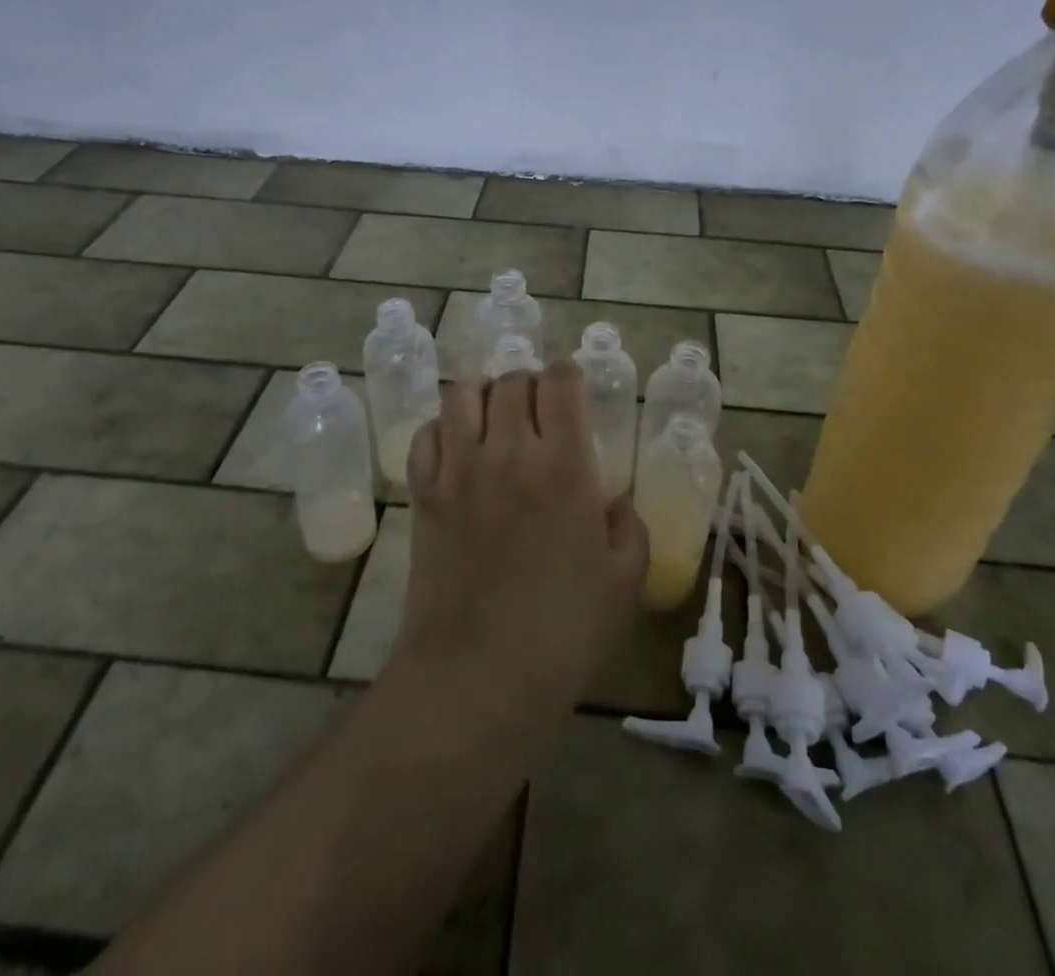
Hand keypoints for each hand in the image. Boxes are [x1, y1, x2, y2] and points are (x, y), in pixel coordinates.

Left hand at [387, 366, 648, 740]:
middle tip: (538, 412)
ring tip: (496, 418)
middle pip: (513, 380)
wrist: (478, 677)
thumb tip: (614, 502)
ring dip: (485, 394)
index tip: (574, 394)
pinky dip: (443, 427)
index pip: (561, 381)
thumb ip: (629, 528)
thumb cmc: (563, 633)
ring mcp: (459, 469)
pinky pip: (426, 433)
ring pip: (463, 393)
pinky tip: (458, 449)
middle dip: (530, 384)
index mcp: (564, 466)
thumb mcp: (625, 583)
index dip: (569, 376)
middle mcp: (509, 452)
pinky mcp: (424, 493)